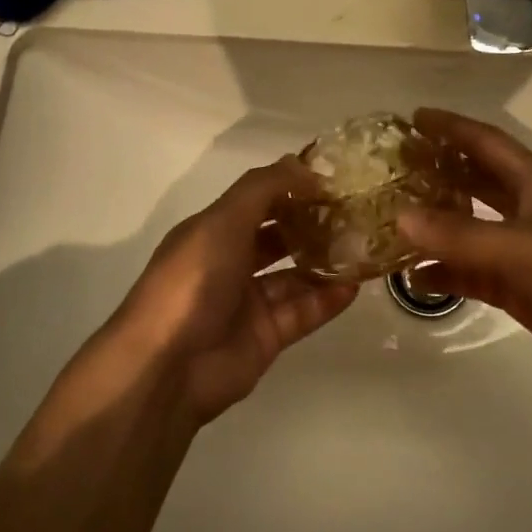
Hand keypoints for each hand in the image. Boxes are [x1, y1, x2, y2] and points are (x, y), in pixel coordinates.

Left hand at [106, 159, 358, 422]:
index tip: (333, 179)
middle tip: (356, 213)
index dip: (291, 187)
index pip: (258, 200)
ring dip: (325, 261)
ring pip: (294, 275)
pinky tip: (354, 286)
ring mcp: (248, 302)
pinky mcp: (266, 336)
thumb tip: (303, 164)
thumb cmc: (192, 281)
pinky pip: (303, 312)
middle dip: (312, 224)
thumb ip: (264, 188)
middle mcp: (230, 262)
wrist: (167, 367)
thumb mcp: (223, 221)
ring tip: (363, 247)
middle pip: (278, 237)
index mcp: (212, 231)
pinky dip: (327, 299)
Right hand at [398, 108, 531, 395]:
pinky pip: (473, 274)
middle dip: (437, 174)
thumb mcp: (520, 244)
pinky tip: (414, 277)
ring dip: (436, 227)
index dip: (451, 127)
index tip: (413, 118)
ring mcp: (523, 251)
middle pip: (474, 182)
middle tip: (393, 170)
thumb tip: (400, 216)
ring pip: (470, 231)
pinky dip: (446, 274)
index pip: (485, 142)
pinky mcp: (521, 288)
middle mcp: (526, 209)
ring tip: (392, 223)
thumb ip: (459, 234)